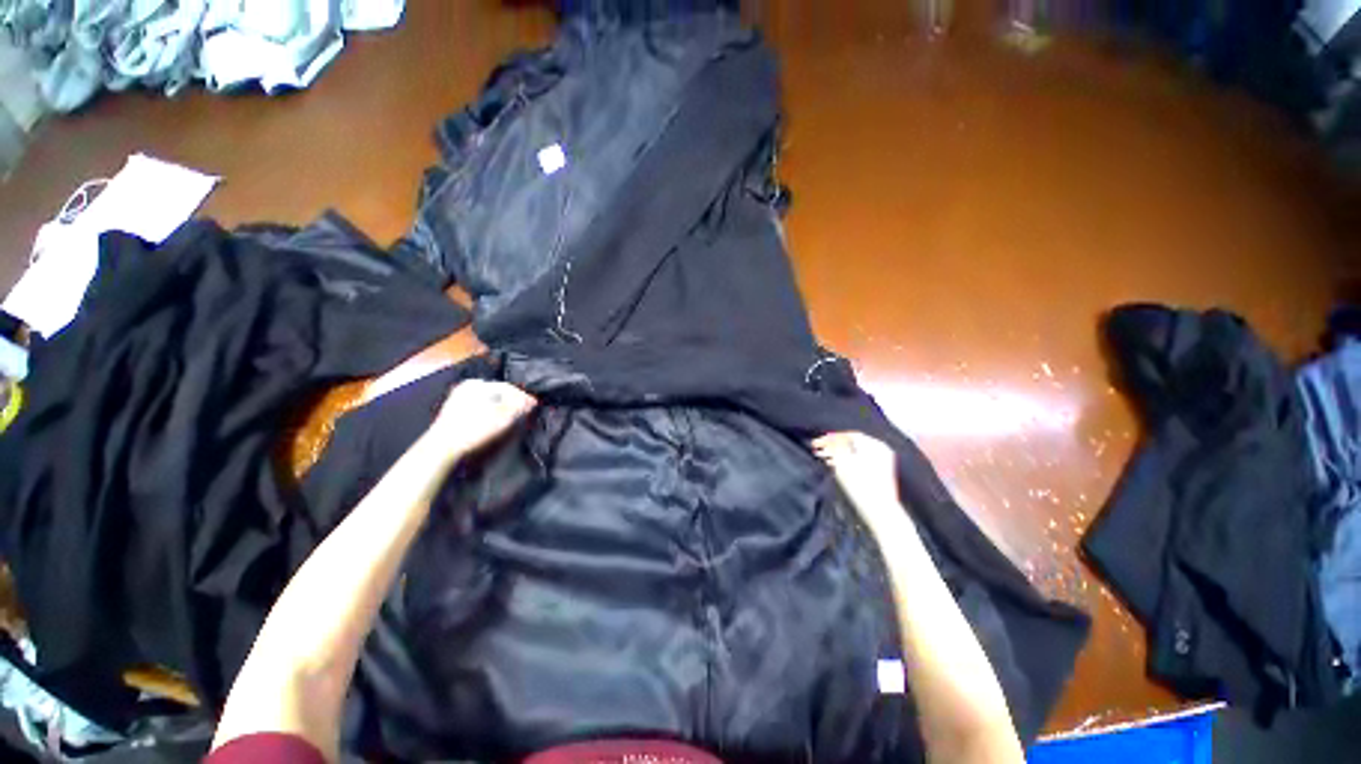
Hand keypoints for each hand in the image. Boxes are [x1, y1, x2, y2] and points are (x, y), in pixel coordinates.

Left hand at [425, 380, 537, 461]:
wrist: (442, 448)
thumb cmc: (474, 430)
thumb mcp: (503, 418)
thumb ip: (519, 406)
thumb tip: (531, 400)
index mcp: (478, 384)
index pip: (509, 387)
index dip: (523, 397)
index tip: (534, 406)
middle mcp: (467, 387)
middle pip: (498, 393)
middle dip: (513, 401)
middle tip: (525, 411)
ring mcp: (458, 398)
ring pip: (488, 400)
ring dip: (502, 407)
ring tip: (512, 417)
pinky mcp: (454, 411)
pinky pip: (479, 407)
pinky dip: (490, 412)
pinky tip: (495, 422)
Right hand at [811, 432, 902, 530]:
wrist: (880, 511)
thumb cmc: (860, 486)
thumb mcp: (843, 463)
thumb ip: (835, 447)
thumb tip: (830, 439)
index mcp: (873, 444)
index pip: (847, 435)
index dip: (830, 438)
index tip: (816, 443)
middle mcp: (880, 449)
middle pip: (851, 443)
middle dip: (833, 446)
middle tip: (817, 450)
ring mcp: (882, 460)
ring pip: (855, 452)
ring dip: (838, 453)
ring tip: (822, 458)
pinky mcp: (881, 471)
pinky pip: (860, 460)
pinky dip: (847, 461)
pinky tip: (834, 466)